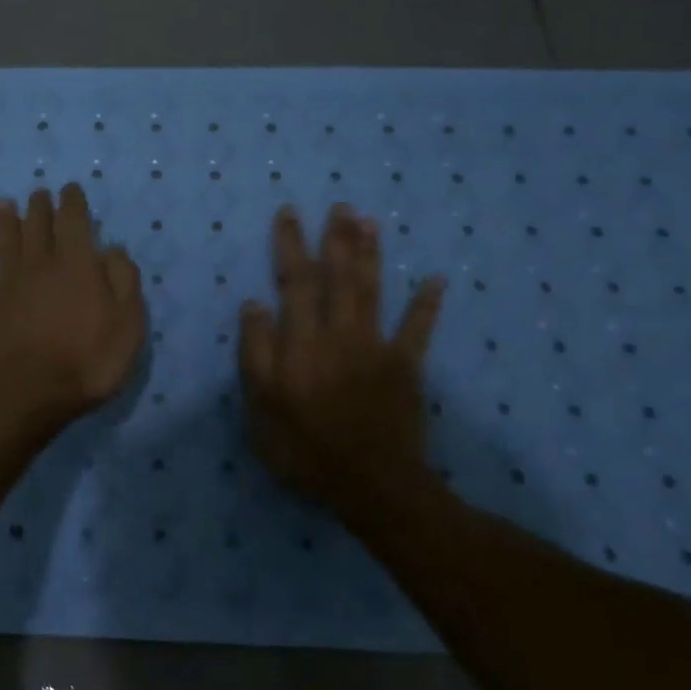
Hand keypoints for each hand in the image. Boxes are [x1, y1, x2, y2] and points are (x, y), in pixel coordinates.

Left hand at [0, 183, 145, 426]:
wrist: (29, 392)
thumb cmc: (88, 359)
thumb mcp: (128, 323)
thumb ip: (124, 280)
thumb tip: (112, 249)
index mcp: (76, 264)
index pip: (73, 221)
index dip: (72, 202)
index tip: (70, 189)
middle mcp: (39, 266)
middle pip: (36, 227)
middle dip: (39, 207)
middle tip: (38, 194)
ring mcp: (8, 287)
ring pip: (5, 246)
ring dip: (6, 224)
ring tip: (4, 206)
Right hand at [238, 204, 444, 514]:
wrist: (370, 483)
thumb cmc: (304, 448)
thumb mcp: (260, 406)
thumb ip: (256, 353)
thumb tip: (254, 305)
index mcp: (303, 342)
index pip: (295, 282)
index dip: (291, 245)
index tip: (289, 214)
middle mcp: (340, 333)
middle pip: (338, 276)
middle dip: (336, 238)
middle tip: (340, 205)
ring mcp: (377, 348)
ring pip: (372, 291)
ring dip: (371, 254)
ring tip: (369, 221)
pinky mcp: (406, 367)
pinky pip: (418, 330)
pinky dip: (427, 304)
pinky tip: (436, 278)